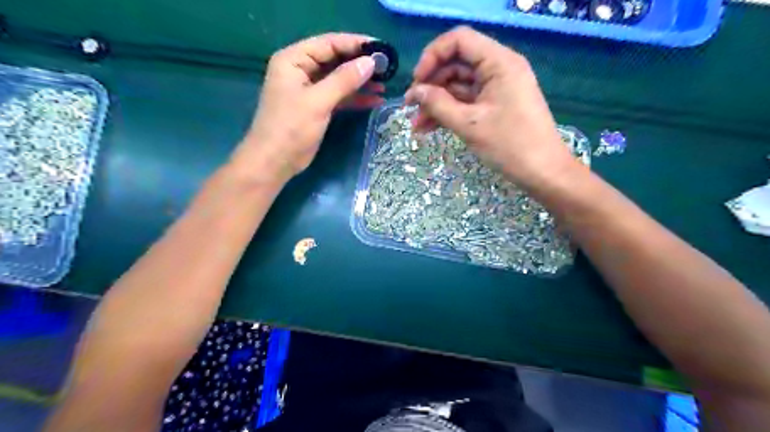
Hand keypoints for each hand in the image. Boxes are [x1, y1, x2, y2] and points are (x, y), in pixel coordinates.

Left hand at [238, 33, 384, 179]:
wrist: (275, 161)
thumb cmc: (291, 128)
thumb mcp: (318, 101)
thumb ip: (344, 80)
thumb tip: (371, 62)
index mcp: (294, 60)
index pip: (328, 43)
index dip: (355, 44)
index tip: (381, 48)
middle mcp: (301, 70)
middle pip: (335, 60)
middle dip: (360, 64)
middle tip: (387, 67)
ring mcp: (309, 89)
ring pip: (339, 79)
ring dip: (360, 82)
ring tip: (384, 85)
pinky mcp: (316, 106)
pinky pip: (339, 96)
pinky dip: (355, 98)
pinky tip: (374, 100)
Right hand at [405, 26, 573, 185]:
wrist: (543, 172)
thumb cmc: (510, 146)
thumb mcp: (469, 124)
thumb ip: (438, 104)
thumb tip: (414, 92)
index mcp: (498, 62)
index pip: (458, 41)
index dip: (432, 56)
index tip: (417, 82)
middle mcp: (498, 68)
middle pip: (456, 64)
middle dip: (431, 85)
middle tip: (411, 108)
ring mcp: (497, 88)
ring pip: (458, 86)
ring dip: (436, 103)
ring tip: (416, 126)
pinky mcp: (495, 105)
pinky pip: (467, 101)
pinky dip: (449, 113)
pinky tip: (429, 129)